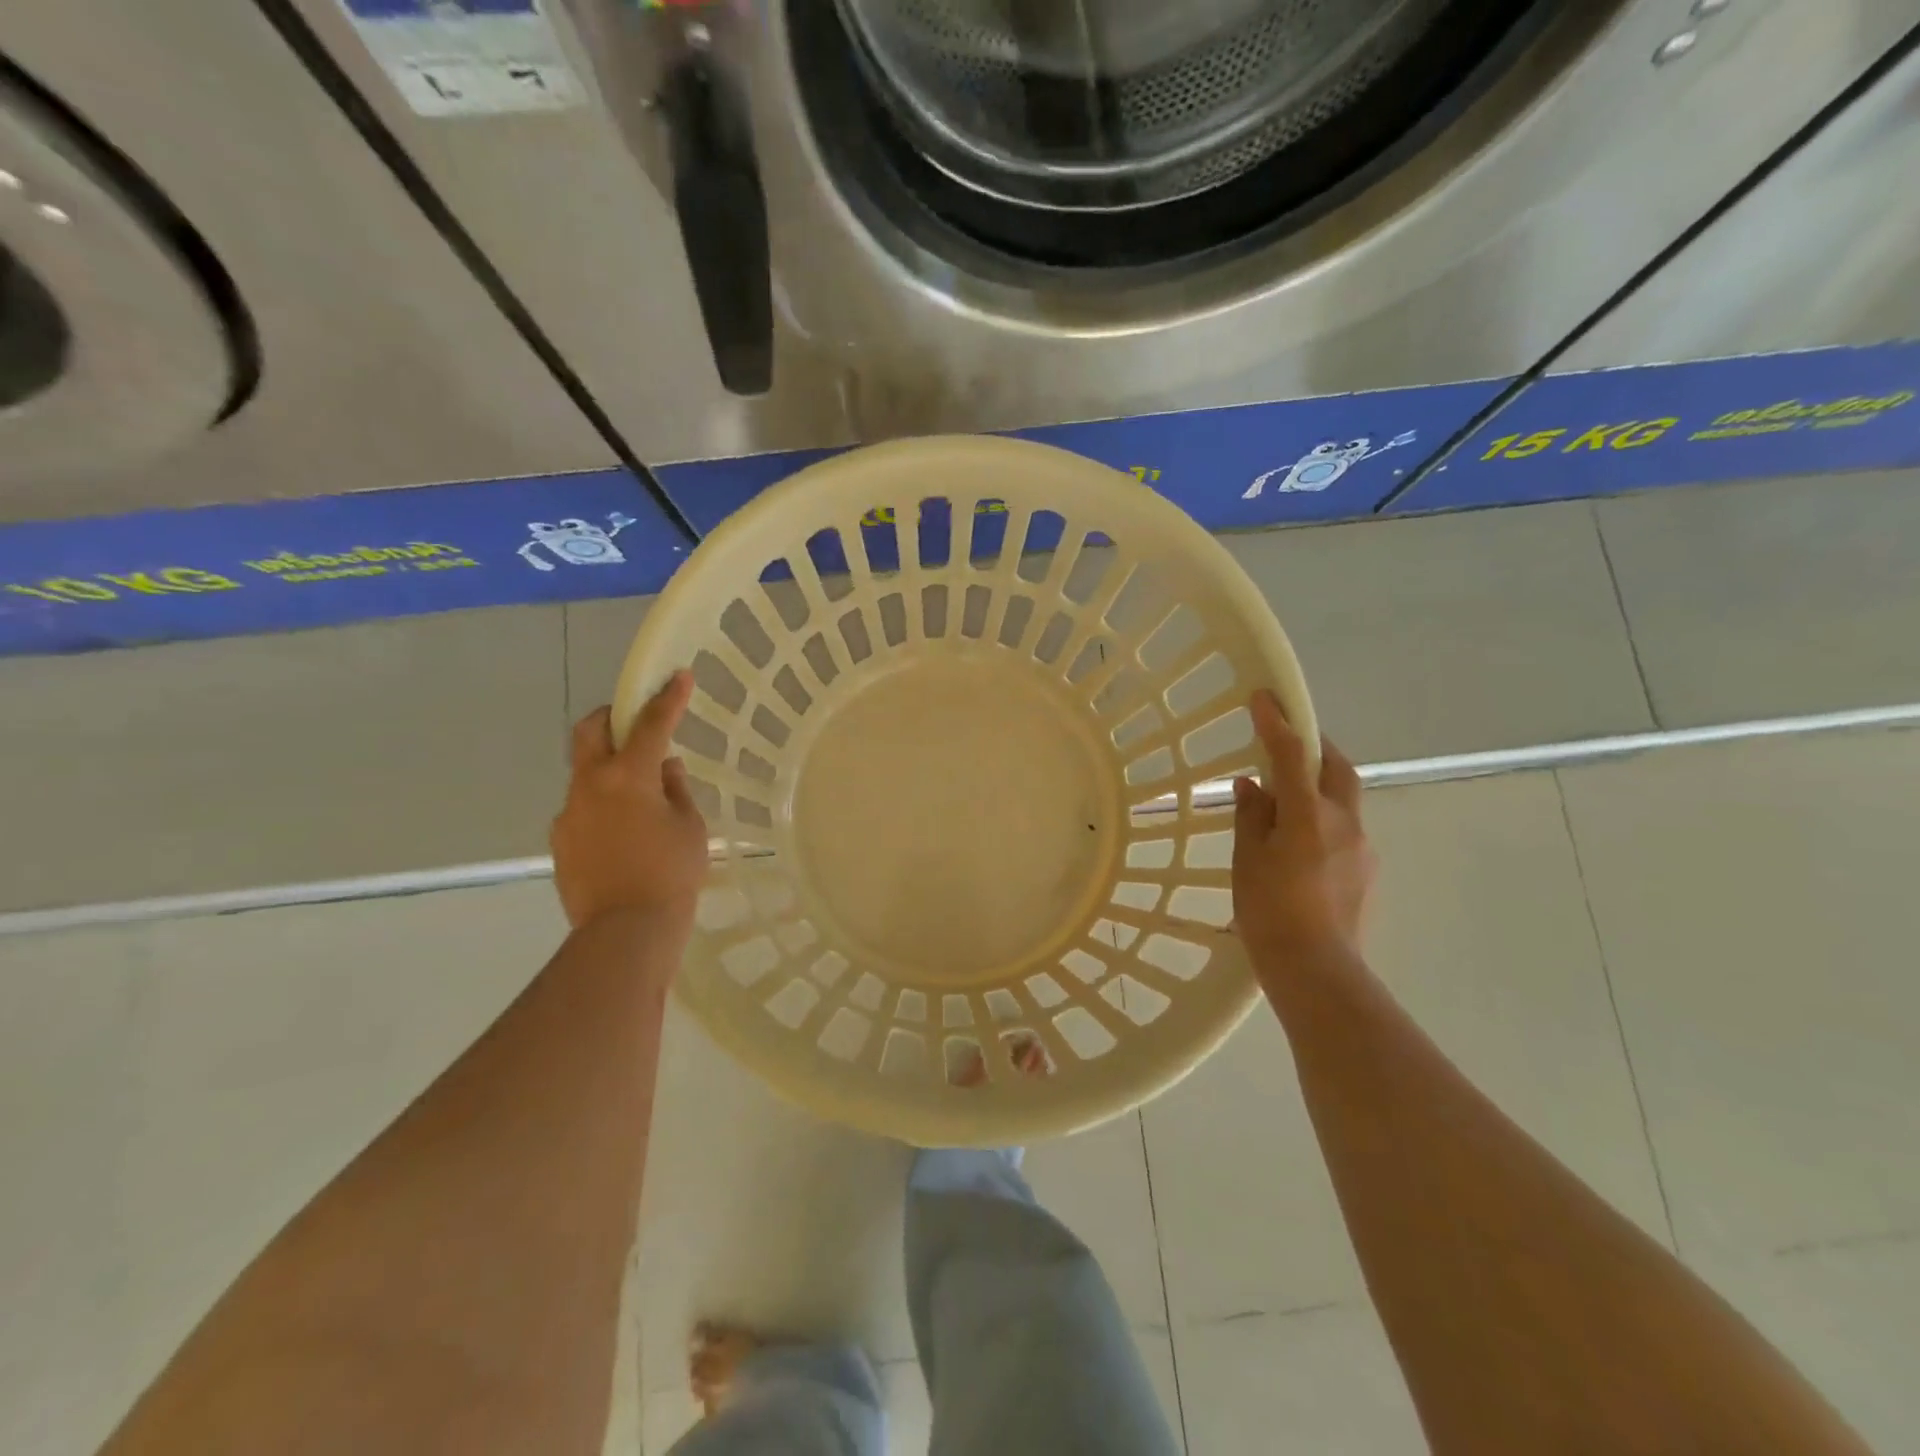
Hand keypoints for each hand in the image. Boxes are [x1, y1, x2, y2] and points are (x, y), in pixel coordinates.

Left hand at [552, 671, 708, 931]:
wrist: (626, 932)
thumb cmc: (671, 874)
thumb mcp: (689, 827)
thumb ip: (675, 789)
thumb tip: (663, 768)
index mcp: (627, 777)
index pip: (650, 725)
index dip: (667, 698)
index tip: (679, 676)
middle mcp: (590, 786)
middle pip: (590, 731)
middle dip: (610, 716)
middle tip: (633, 721)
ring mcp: (569, 814)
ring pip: (585, 773)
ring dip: (608, 769)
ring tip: (638, 797)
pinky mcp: (561, 842)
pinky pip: (582, 809)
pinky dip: (602, 806)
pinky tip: (624, 834)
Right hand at [1231, 690, 1374, 967]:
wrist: (1317, 970)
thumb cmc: (1269, 911)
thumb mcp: (1247, 859)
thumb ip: (1251, 816)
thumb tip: (1253, 787)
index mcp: (1309, 815)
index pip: (1292, 754)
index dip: (1276, 722)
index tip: (1263, 697)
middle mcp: (1344, 822)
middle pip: (1337, 767)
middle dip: (1315, 746)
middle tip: (1289, 742)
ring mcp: (1362, 847)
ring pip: (1344, 799)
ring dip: (1319, 786)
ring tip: (1287, 803)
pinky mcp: (1367, 871)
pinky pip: (1345, 829)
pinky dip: (1324, 820)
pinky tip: (1301, 845)